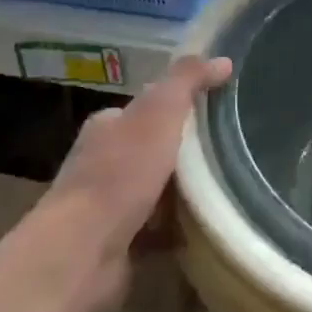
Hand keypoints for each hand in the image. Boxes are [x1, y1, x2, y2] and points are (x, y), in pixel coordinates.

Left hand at [48, 55, 230, 304]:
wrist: (82, 252)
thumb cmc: (121, 174)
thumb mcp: (160, 112)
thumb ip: (187, 81)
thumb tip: (222, 59)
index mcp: (108, 127)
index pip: (148, 108)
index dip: (180, 107)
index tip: (217, 113)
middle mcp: (101, 162)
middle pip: (153, 149)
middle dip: (186, 153)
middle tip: (228, 153)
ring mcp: (106, 206)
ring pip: (156, 190)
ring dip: (184, 192)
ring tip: (226, 189)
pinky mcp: (116, 243)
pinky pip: (156, 229)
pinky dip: (177, 228)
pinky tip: (204, 228)